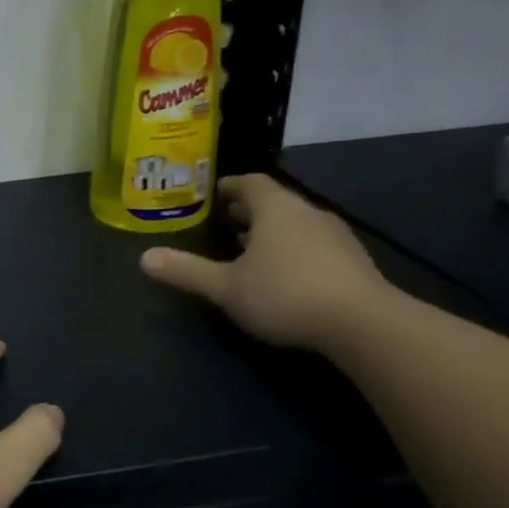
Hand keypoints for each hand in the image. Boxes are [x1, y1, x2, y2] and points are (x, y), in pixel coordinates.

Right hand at [140, 173, 388, 349]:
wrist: (364, 325)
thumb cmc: (285, 294)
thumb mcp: (225, 287)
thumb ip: (186, 271)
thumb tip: (144, 258)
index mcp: (276, 209)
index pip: (251, 182)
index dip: (229, 185)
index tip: (212, 194)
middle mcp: (308, 214)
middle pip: (275, 202)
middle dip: (248, 211)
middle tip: (224, 223)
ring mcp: (336, 237)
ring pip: (296, 224)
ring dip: (272, 232)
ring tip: (249, 251)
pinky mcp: (354, 262)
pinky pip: (315, 244)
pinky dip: (294, 250)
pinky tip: (284, 276)